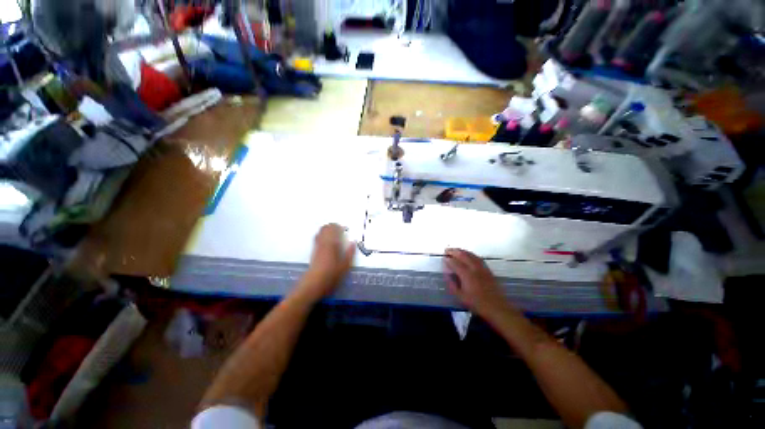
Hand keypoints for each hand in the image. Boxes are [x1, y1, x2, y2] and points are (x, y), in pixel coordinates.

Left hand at [299, 224, 355, 299]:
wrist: (313, 285)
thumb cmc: (331, 276)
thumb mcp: (345, 266)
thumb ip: (349, 253)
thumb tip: (353, 243)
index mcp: (332, 244)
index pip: (334, 229)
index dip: (339, 226)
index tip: (344, 228)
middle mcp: (323, 243)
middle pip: (325, 228)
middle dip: (332, 226)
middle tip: (339, 229)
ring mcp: (317, 247)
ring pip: (320, 232)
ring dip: (326, 230)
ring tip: (333, 232)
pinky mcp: (313, 252)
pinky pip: (317, 238)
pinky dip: (322, 235)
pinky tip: (326, 240)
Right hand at [443, 248, 510, 317]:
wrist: (497, 308)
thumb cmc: (477, 303)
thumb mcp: (460, 296)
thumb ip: (452, 284)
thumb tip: (446, 274)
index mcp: (466, 275)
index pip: (455, 263)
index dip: (448, 259)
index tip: (443, 258)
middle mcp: (474, 268)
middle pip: (463, 255)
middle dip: (454, 251)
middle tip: (447, 250)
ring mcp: (482, 268)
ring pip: (471, 255)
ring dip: (462, 251)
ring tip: (455, 250)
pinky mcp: (487, 270)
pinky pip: (478, 258)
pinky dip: (471, 254)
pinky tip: (468, 255)